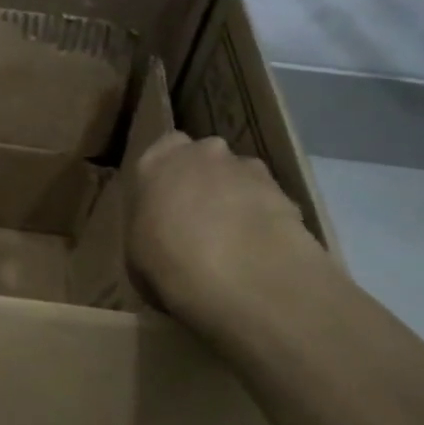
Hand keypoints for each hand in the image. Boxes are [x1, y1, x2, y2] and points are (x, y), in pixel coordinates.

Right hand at [128, 131, 330, 340]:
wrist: (243, 274)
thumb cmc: (169, 262)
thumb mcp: (138, 251)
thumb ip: (149, 226)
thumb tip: (161, 231)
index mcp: (155, 162)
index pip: (162, 150)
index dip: (167, 176)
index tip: (165, 204)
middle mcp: (201, 152)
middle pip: (203, 159)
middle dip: (204, 181)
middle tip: (200, 222)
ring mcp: (247, 167)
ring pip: (238, 177)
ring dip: (236, 199)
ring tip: (236, 242)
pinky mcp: (285, 190)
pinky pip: (267, 200)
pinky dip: (264, 219)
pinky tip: (260, 251)